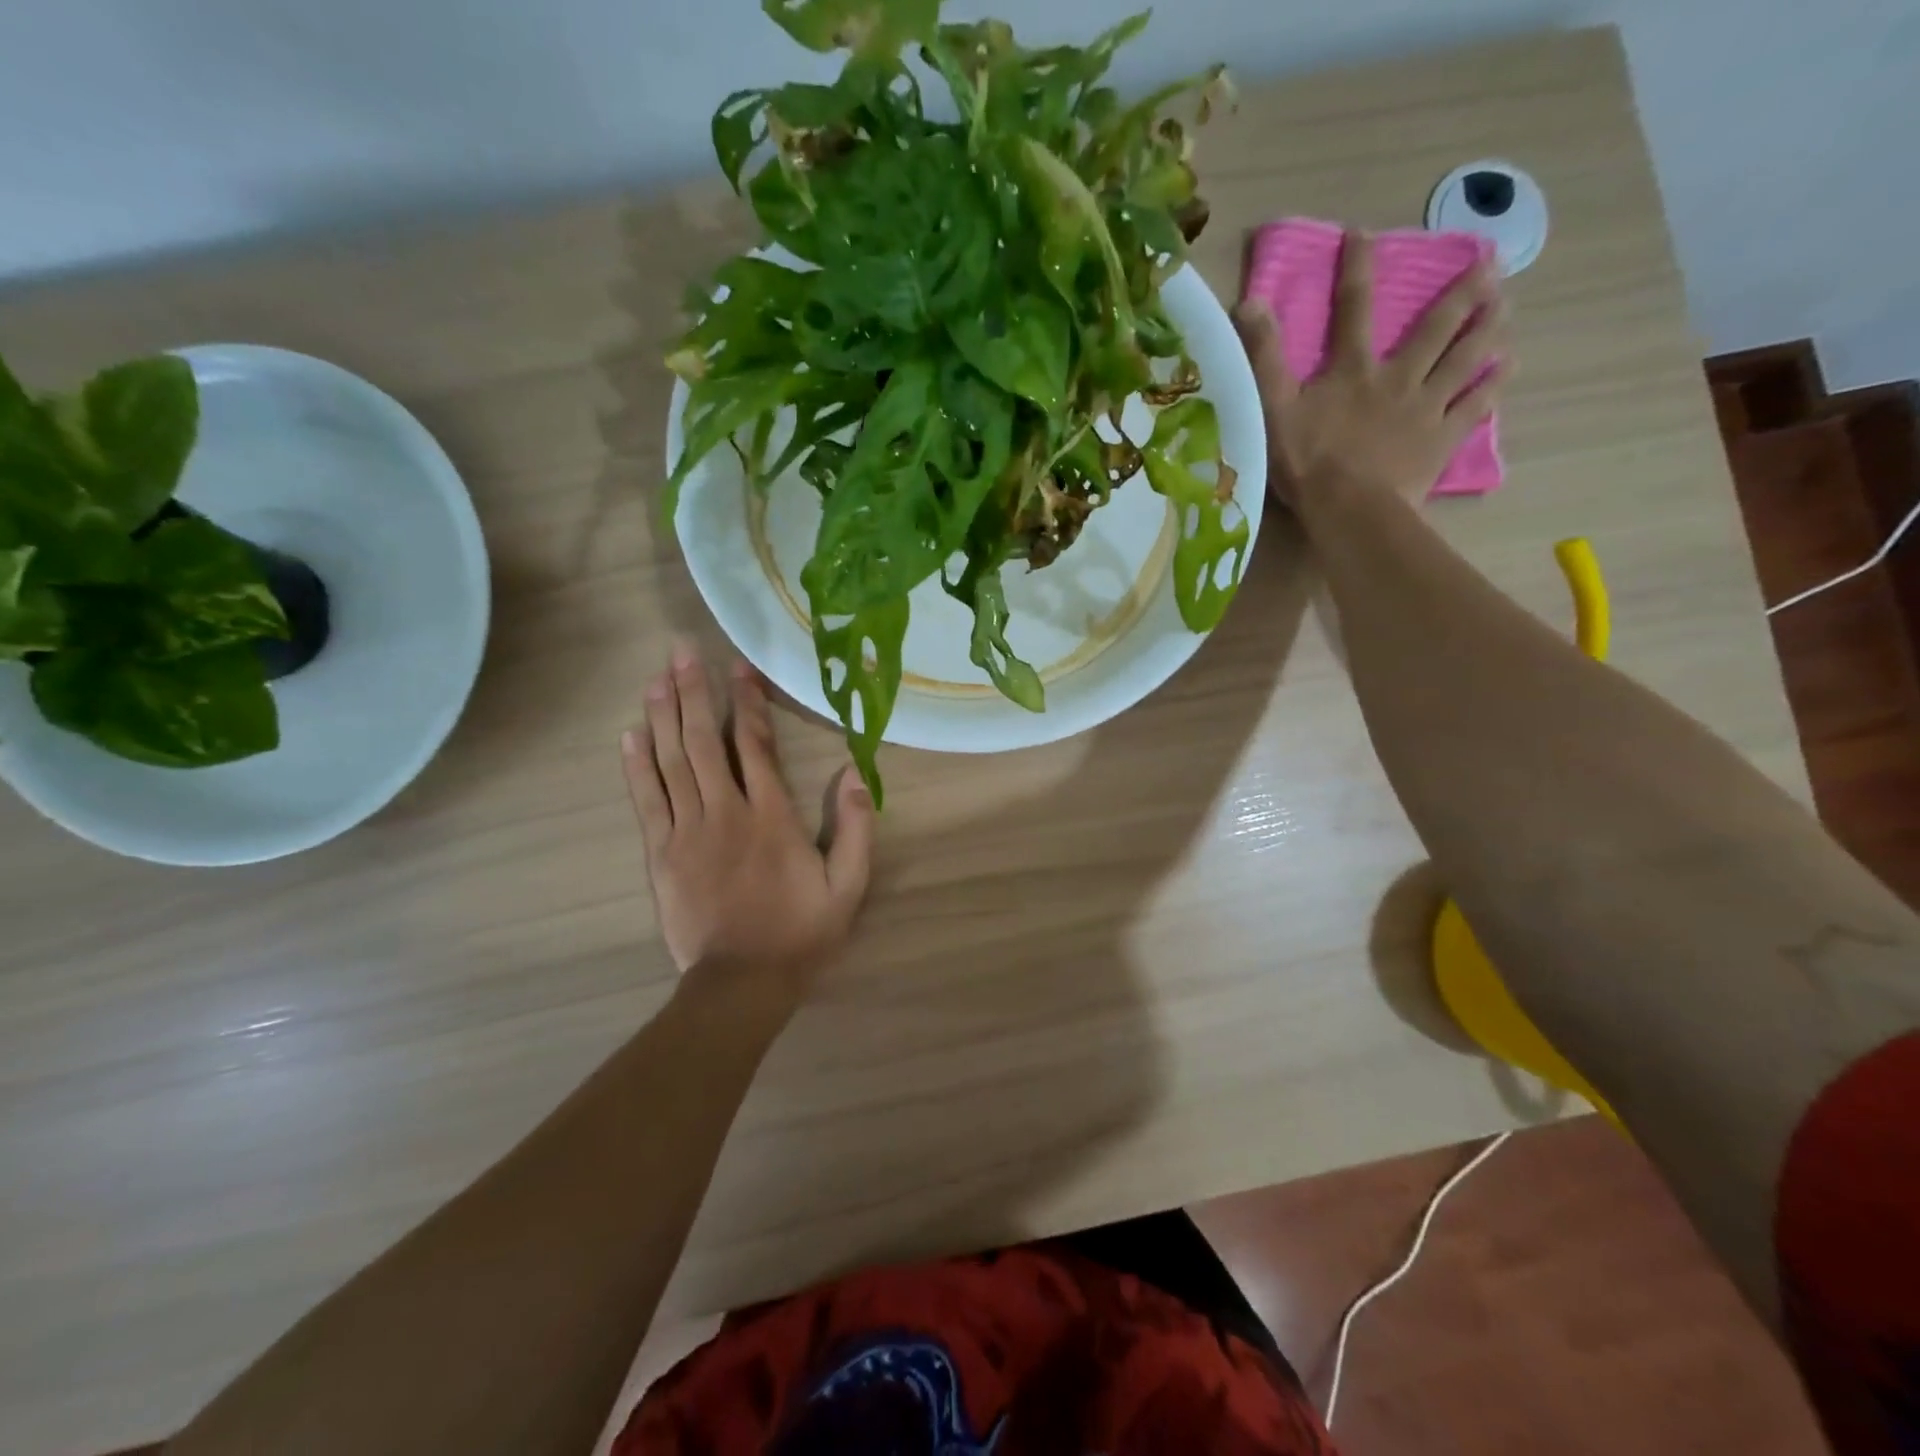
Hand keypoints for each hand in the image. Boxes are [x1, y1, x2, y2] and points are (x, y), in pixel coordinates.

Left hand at [622, 642, 873, 994]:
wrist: (741, 983)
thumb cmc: (800, 932)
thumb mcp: (847, 886)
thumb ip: (854, 829)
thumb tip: (854, 774)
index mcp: (771, 816)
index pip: (755, 745)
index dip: (747, 702)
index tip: (739, 665)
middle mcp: (724, 812)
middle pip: (703, 741)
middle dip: (693, 692)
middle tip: (681, 651)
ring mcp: (686, 831)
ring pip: (670, 762)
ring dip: (662, 716)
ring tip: (656, 677)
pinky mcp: (660, 853)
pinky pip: (646, 799)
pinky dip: (635, 764)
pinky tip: (630, 733)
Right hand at [1232, 230, 1509, 509]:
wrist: (1349, 508)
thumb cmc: (1307, 462)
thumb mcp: (1272, 408)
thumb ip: (1263, 357)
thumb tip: (1249, 303)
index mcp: (1352, 369)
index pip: (1353, 308)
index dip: (1356, 269)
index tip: (1363, 234)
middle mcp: (1397, 377)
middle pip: (1435, 328)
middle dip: (1461, 292)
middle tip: (1490, 262)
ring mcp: (1425, 408)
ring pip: (1464, 359)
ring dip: (1487, 329)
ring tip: (1506, 306)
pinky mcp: (1441, 439)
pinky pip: (1474, 406)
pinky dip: (1491, 386)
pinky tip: (1506, 369)